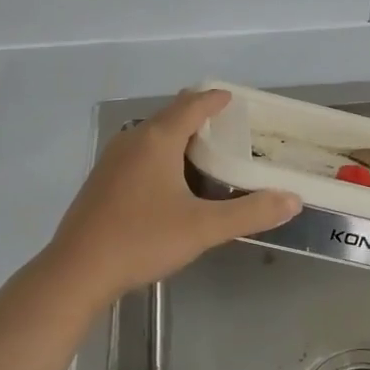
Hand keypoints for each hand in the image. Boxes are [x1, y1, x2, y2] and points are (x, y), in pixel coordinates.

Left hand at [45, 88, 301, 305]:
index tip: (234, 98)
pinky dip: (161, 151)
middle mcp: (134, 139)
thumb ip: (250, 213)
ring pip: (152, 133)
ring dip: (178, 133)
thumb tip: (292, 199)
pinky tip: (169, 179)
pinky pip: (139, 151)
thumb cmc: (142, 240)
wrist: (76, 271)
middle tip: (226, 123)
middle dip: (198, 113)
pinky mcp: (102, 179)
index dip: (215, 99)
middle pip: (171, 114)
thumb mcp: (203, 228)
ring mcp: (113, 158)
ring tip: (203, 148)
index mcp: (158, 139)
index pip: (193, 105)